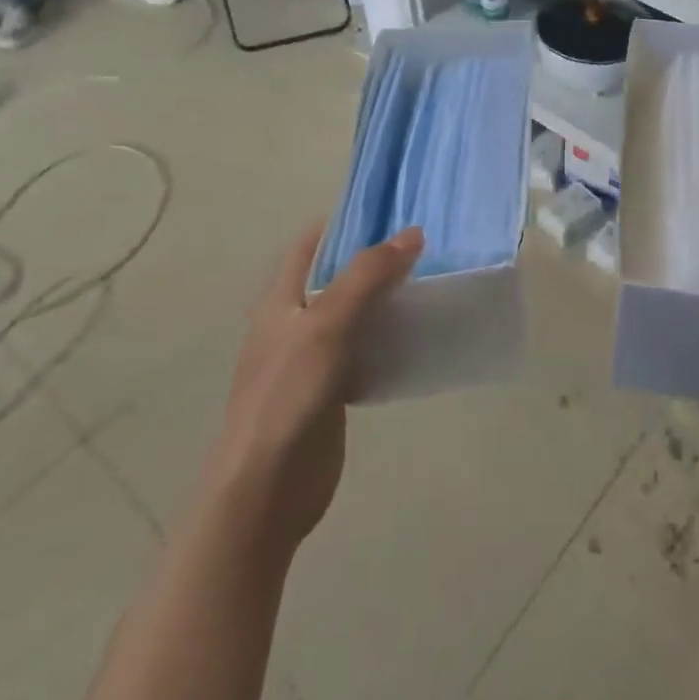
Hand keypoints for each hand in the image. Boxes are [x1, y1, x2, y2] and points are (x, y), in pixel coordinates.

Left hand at [203, 222, 422, 554]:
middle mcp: (295, 320)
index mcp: (281, 297)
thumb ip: (367, 277)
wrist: (265, 490)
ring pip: (357, 312)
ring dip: (388, 297)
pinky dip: (390, 337)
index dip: (348, 220)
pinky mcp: (332, 387)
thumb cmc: (286, 396)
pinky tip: (421, 335)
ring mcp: (313, 356)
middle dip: (377, 258)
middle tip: (427, 245)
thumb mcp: (326, 326)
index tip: (394, 209)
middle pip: (339, 274)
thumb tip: (412, 234)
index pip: (312, 241)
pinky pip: (366, 349)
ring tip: (433, 280)